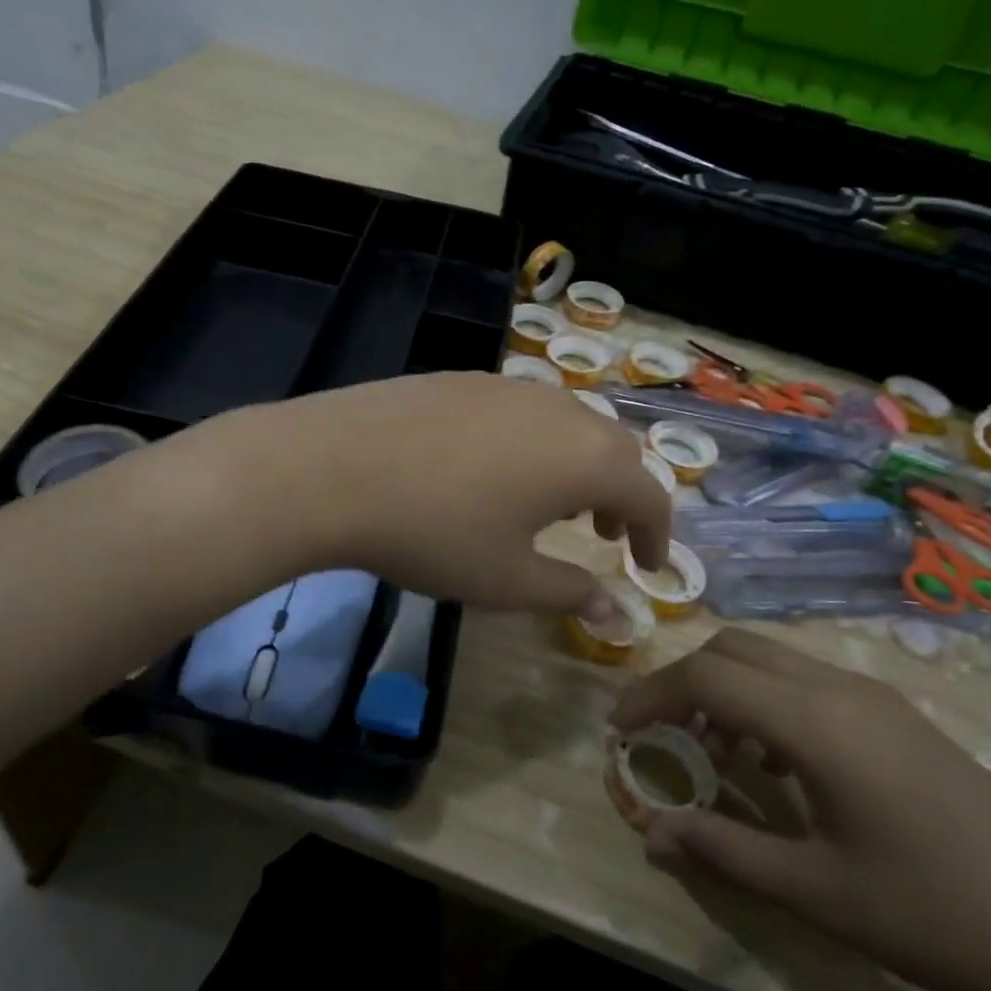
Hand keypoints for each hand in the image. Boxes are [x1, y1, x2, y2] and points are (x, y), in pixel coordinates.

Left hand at [215, 372, 670, 612]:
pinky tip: (492, 471)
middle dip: (619, 494)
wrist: (334, 468)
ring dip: (576, 465)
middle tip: (600, 533)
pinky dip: (533, 443)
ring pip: (568, 424)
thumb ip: (570, 592)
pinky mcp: (464, 378)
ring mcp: (509, 386)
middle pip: (615, 449)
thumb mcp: (507, 579)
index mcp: (586, 458)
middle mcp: (560, 409)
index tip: (647, 565)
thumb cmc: (434, 533)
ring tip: (549, 504)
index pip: (650, 494)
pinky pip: (522, 411)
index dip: (656, 534)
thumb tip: (619, 612)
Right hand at [610, 629, 990, 990]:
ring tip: (713, 750)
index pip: (705, 677)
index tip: (619, 731)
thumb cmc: (940, 916)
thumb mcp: (819, 892)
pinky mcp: (899, 715)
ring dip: (726, 687)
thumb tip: (650, 832)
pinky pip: (808, 680)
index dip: (651, 696)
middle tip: (659, 733)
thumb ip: (725, 850)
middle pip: (733, 649)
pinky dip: (766, 699)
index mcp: (816, 721)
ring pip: (772, 659)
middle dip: (682, 681)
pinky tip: (777, 760)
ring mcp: (876, 696)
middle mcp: (841, 688)